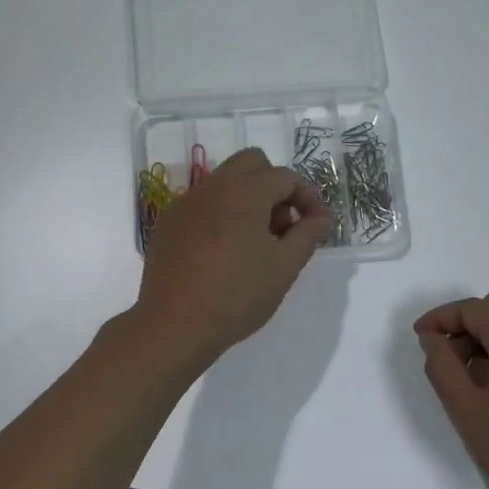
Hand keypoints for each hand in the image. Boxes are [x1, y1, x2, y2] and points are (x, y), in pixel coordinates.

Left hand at [135, 148, 333, 369]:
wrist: (173, 325)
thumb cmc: (236, 295)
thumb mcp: (284, 267)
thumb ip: (307, 235)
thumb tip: (320, 218)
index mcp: (244, 192)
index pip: (285, 176)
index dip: (308, 197)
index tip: (317, 226)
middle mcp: (212, 187)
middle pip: (252, 164)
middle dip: (274, 187)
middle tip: (283, 226)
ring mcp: (186, 203)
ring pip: (225, 182)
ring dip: (248, 199)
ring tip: (256, 244)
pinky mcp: (168, 223)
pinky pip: (203, 204)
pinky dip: (221, 214)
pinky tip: (223, 252)